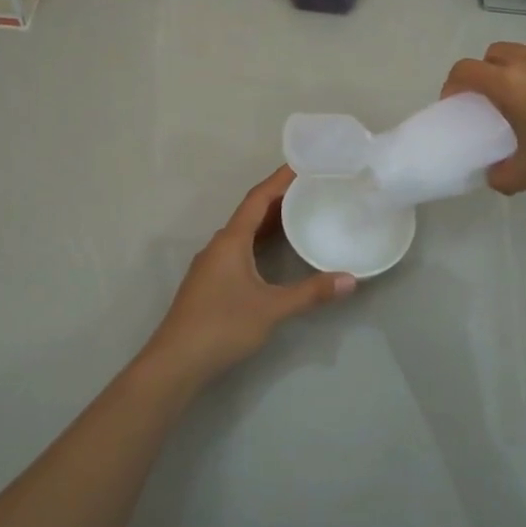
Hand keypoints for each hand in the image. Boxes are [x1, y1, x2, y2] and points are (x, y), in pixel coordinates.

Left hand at [141, 166, 354, 388]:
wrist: (176, 362)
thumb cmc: (222, 325)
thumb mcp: (271, 309)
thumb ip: (310, 293)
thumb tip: (350, 280)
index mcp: (231, 240)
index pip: (257, 199)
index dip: (279, 180)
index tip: (302, 164)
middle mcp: (219, 245)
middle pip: (251, 212)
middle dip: (279, 198)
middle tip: (310, 188)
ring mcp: (211, 264)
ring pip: (244, 233)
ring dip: (269, 221)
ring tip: (299, 214)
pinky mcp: (210, 283)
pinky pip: (239, 249)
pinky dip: (260, 242)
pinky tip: (275, 253)